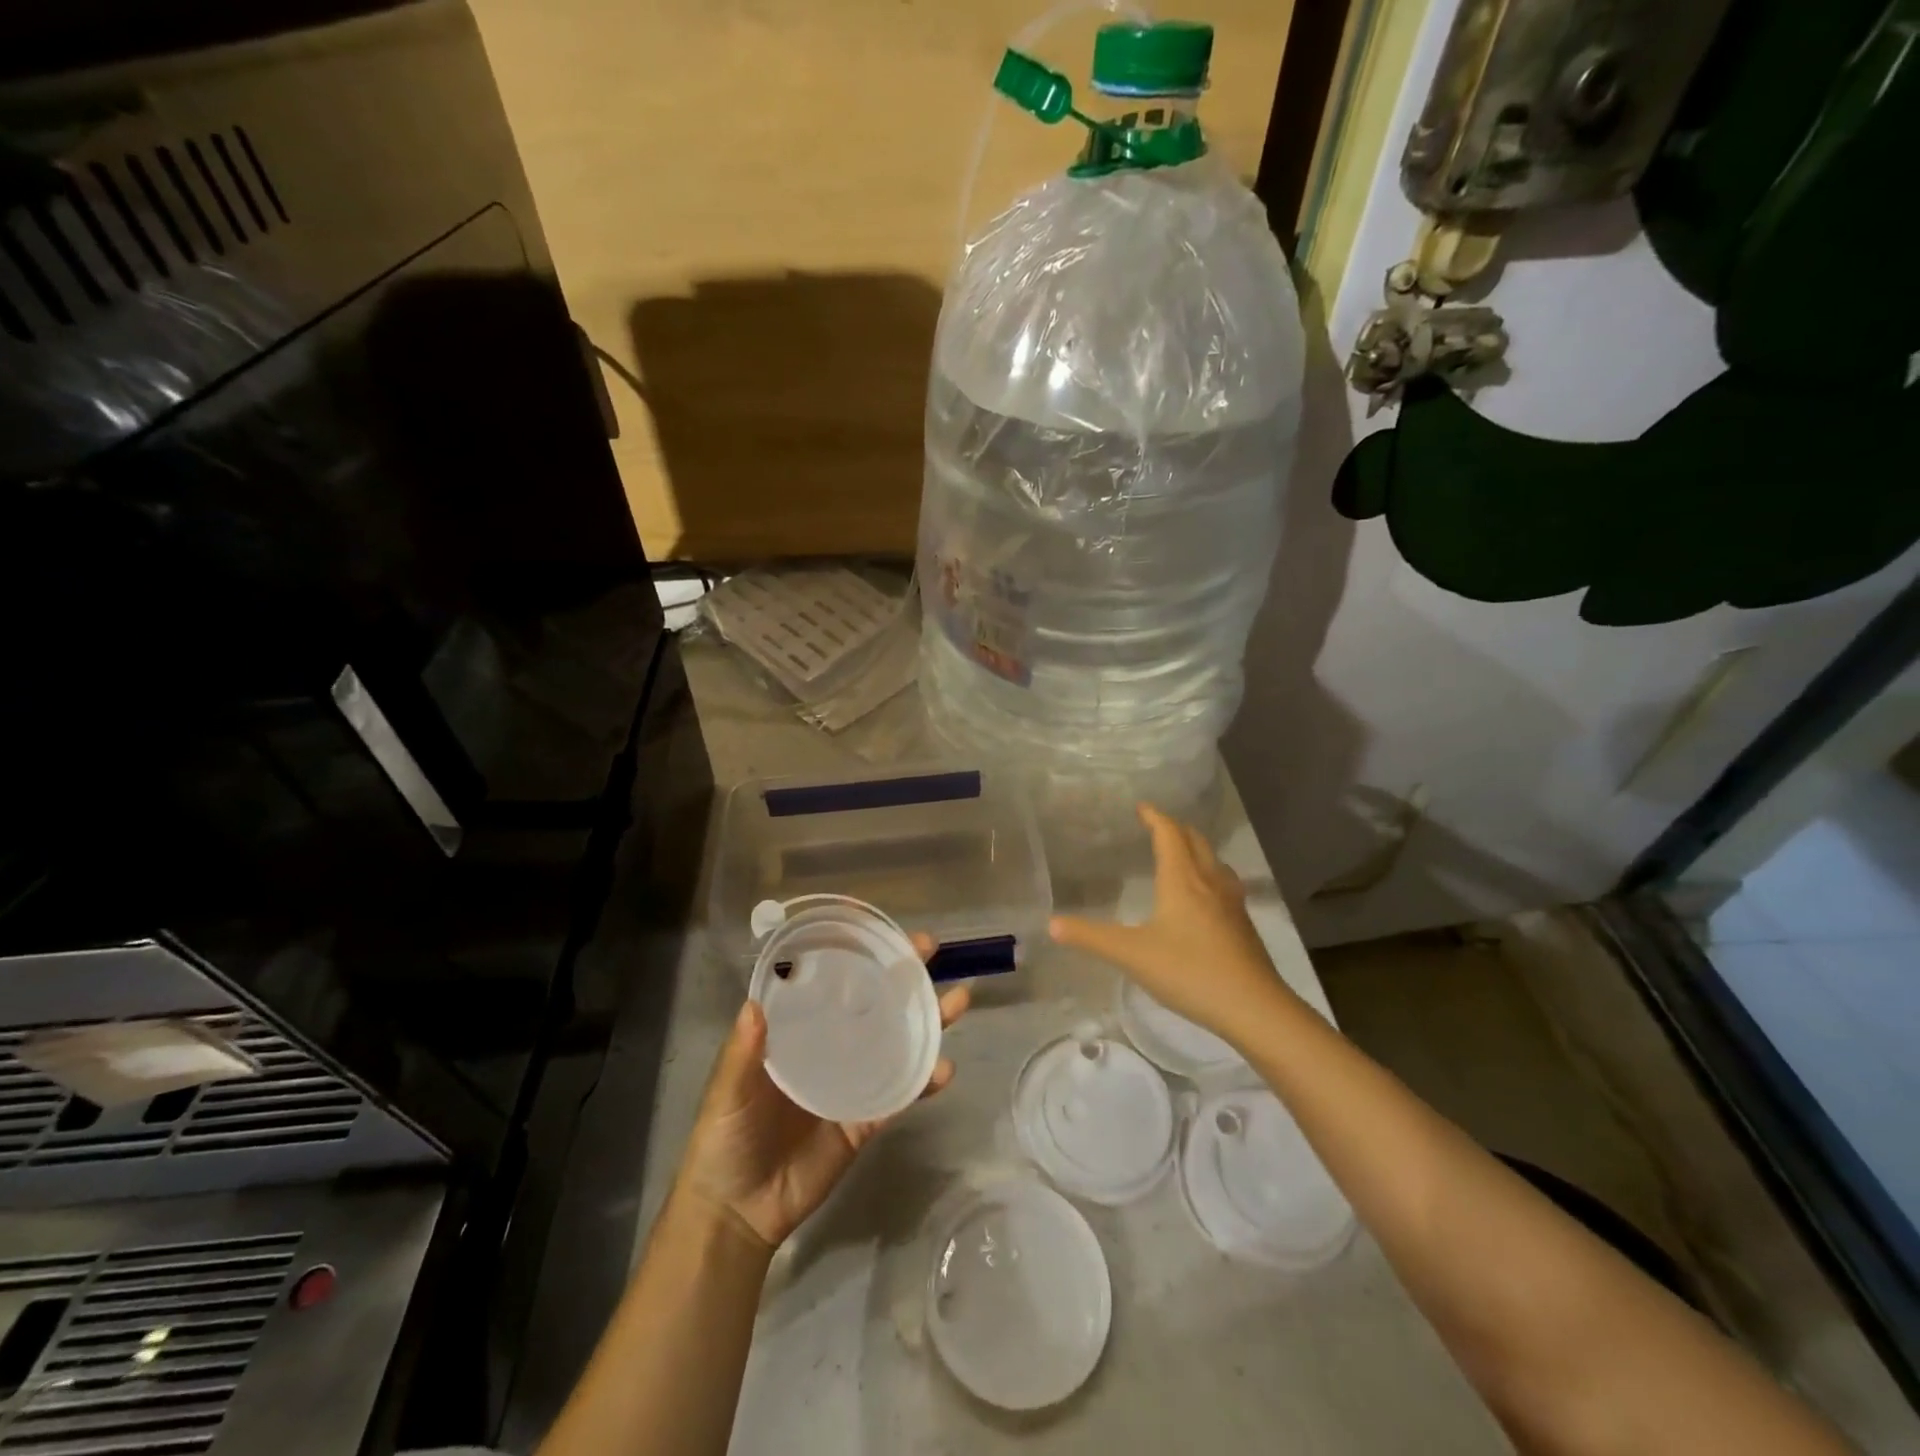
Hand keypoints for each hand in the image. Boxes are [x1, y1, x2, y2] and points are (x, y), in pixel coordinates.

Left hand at [676, 935, 968, 1250]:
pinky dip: (925, 1080)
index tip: (878, 927)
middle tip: (931, 949)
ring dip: (928, 1020)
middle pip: (873, 1003)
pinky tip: (944, 1068)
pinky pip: (901, 1094)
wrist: (738, 1212)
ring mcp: (852, 1081)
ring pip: (897, 1041)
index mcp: (797, 1030)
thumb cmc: (724, 1139)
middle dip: (903, 976)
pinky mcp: (866, 1119)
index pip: (830, 981)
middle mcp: (830, 1045)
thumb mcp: (727, 1092)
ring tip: (958, 1000)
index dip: (854, 952)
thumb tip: (753, 1007)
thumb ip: (742, 1055)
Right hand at [1050, 803, 1294, 1039]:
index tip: (1141, 807)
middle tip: (1156, 827)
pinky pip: (1224, 883)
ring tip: (1180, 856)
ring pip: (1214, 861)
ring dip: (1196, 850)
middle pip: (1195, 840)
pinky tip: (1204, 898)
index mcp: (1182, 879)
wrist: (1254, 1007)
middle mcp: (1209, 881)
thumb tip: (1052, 924)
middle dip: (1175, 828)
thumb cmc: (1189, 971)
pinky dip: (1209, 875)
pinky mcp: (1243, 924)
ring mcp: (1231, 902)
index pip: (1168, 834)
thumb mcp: (1132, 954)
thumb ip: (1091, 937)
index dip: (1154, 816)